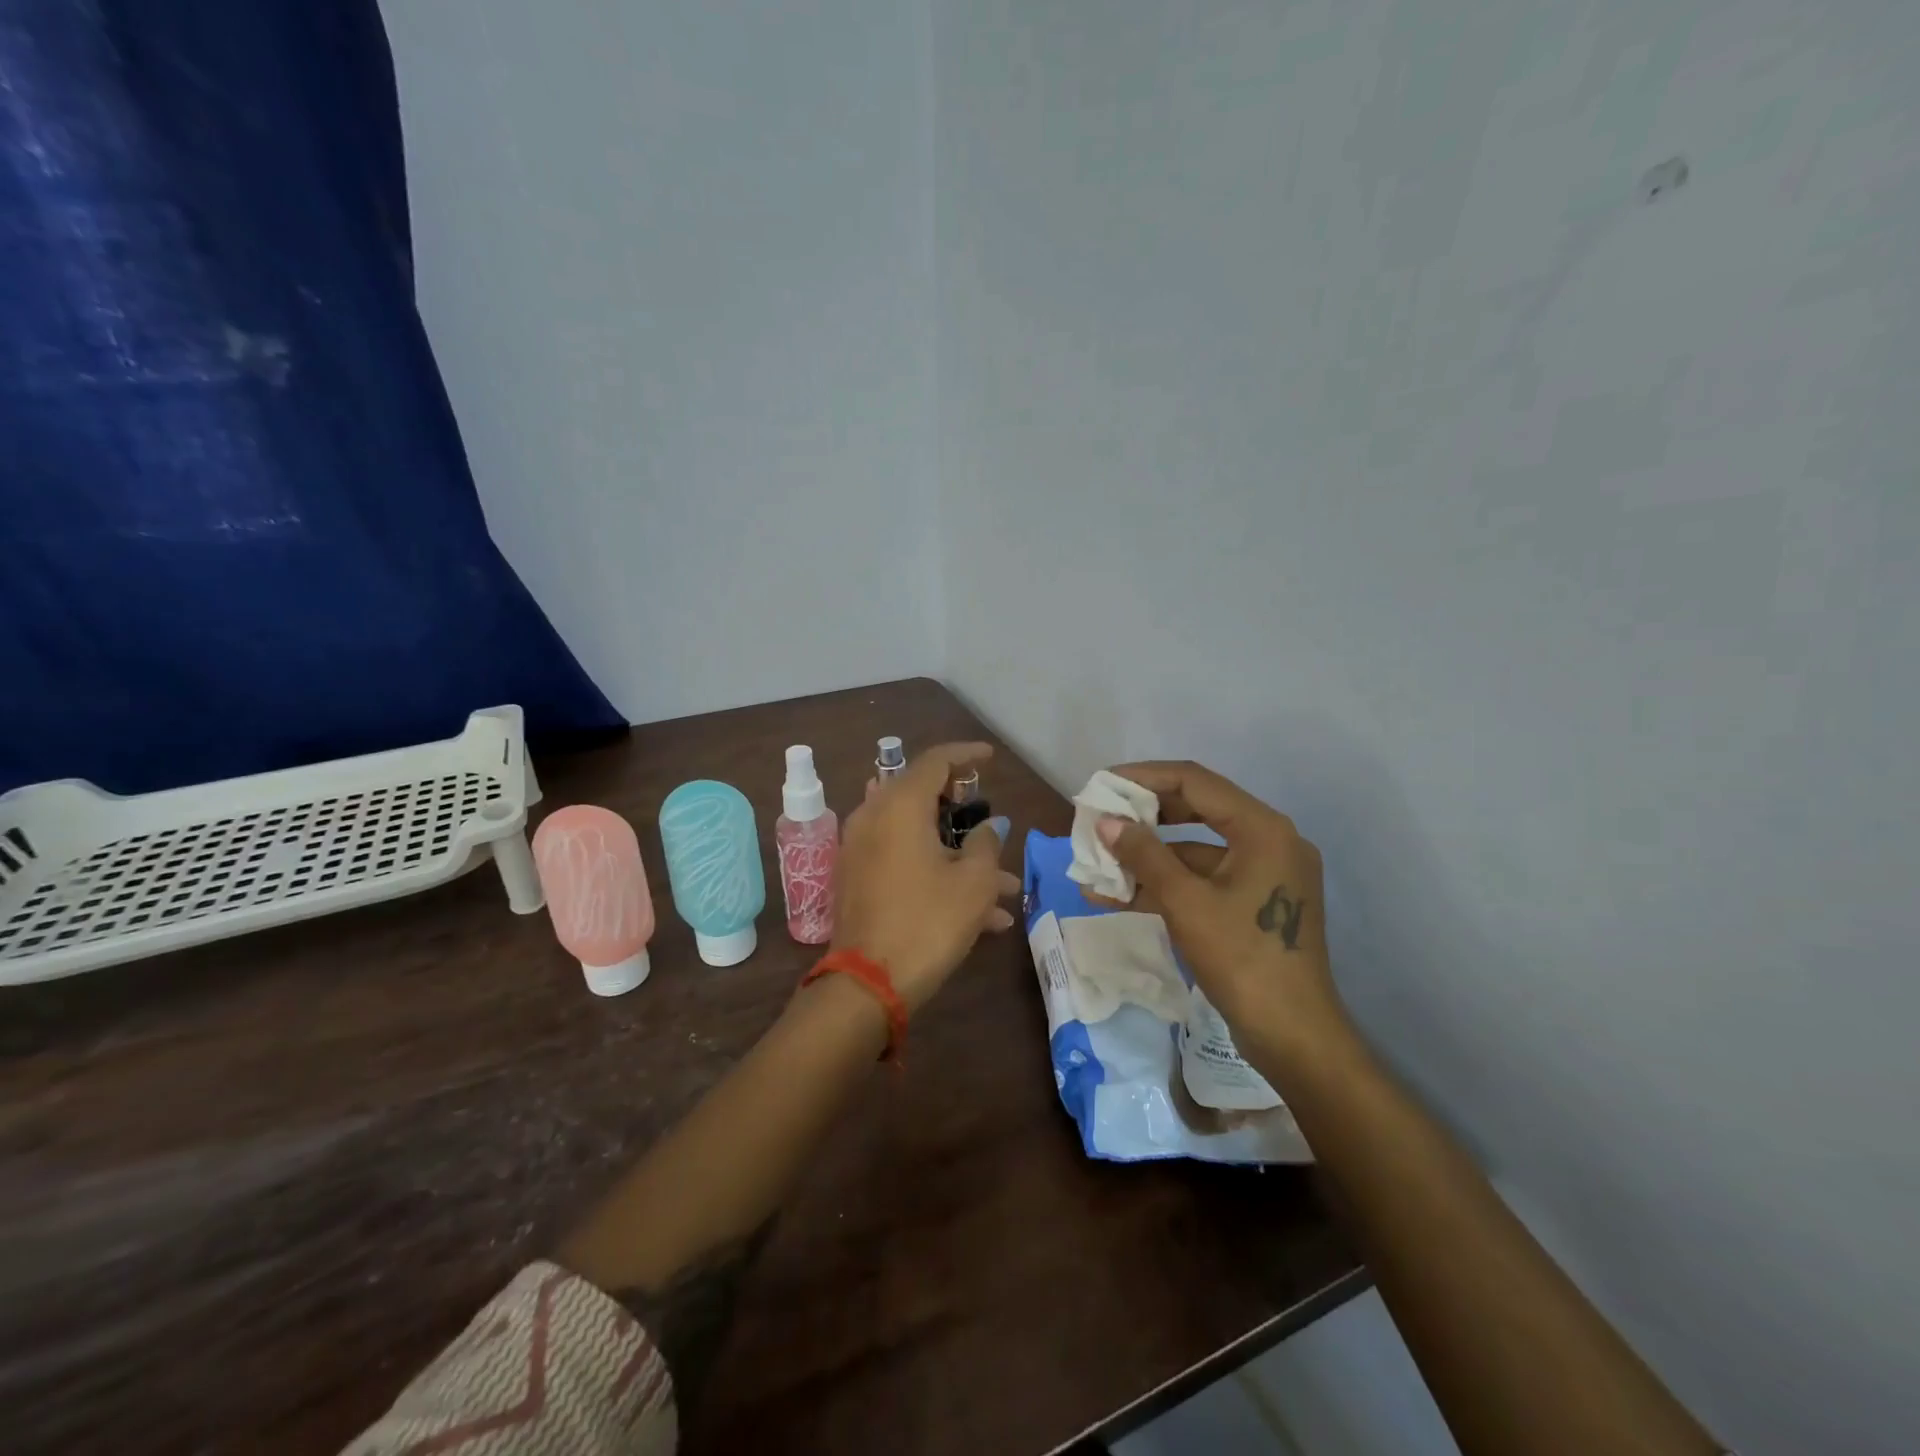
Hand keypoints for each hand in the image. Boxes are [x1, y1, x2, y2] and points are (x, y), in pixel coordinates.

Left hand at [832, 742, 1019, 1010]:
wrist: (867, 985)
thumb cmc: (928, 922)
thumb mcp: (974, 882)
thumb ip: (986, 844)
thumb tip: (988, 828)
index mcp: (899, 806)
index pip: (935, 761)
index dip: (966, 755)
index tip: (990, 757)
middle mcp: (873, 818)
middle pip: (923, 797)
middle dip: (964, 814)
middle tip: (992, 824)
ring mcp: (861, 850)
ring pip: (919, 838)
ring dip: (959, 856)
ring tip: (1005, 889)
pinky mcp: (857, 880)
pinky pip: (904, 862)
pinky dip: (936, 874)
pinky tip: (981, 915)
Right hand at [1087, 761, 1345, 1057]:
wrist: (1294, 1037)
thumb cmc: (1242, 959)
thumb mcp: (1185, 903)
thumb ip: (1144, 855)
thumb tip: (1106, 823)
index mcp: (1262, 829)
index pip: (1195, 781)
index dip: (1144, 777)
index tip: (1103, 784)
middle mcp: (1269, 841)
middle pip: (1196, 810)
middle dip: (1144, 817)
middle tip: (1101, 818)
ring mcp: (1264, 874)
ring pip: (1196, 850)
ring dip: (1148, 857)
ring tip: (1098, 863)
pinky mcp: (1254, 903)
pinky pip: (1204, 879)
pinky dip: (1166, 884)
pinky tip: (1120, 896)